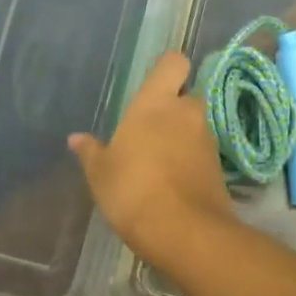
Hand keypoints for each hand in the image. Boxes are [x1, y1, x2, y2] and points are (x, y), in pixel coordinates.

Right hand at [69, 52, 232, 269]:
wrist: (184, 232)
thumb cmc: (133, 190)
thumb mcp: (101, 173)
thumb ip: (91, 151)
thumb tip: (76, 138)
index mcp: (156, 102)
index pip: (174, 63)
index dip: (167, 69)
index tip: (154, 84)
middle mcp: (187, 112)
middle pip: (186, 95)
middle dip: (173, 107)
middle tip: (150, 128)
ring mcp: (207, 140)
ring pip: (195, 125)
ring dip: (181, 135)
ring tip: (157, 160)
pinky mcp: (219, 167)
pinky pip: (201, 152)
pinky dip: (190, 160)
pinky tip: (171, 182)